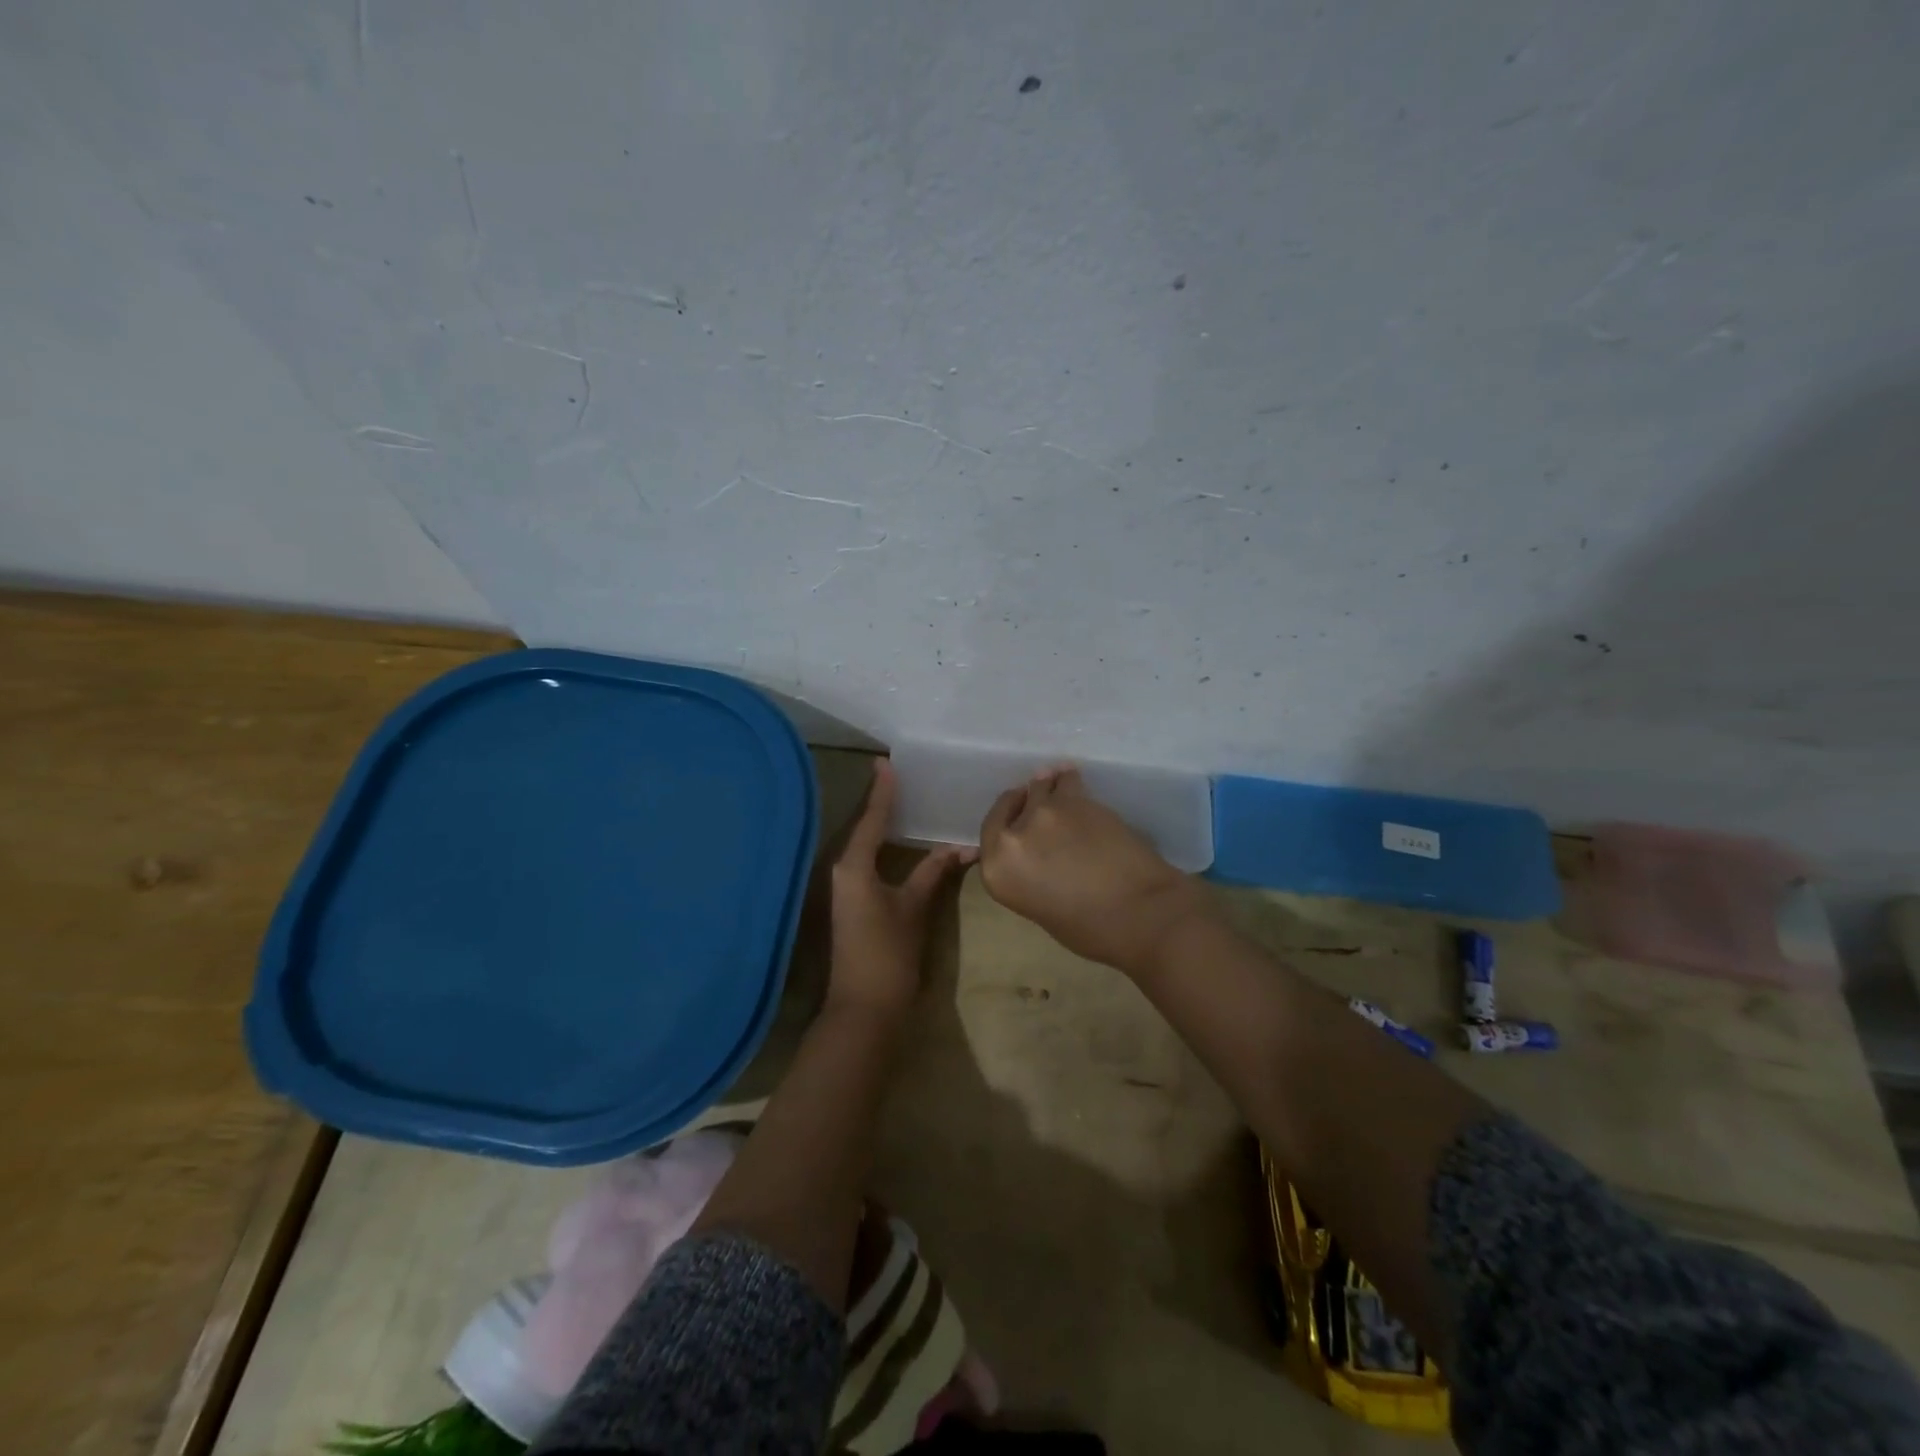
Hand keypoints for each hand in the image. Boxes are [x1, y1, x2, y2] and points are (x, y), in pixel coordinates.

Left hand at [827, 759, 974, 1020]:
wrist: (865, 1008)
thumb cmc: (888, 954)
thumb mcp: (914, 909)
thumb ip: (933, 873)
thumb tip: (958, 847)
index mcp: (854, 867)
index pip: (871, 819)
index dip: (883, 792)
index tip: (886, 762)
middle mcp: (844, 872)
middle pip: (864, 829)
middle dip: (882, 804)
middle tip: (903, 777)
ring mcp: (846, 889)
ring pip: (866, 847)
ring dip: (883, 826)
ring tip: (906, 802)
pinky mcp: (853, 904)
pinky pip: (869, 863)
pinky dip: (884, 848)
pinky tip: (902, 844)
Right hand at [979, 766, 1213, 976]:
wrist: (1139, 912)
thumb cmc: (1091, 929)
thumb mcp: (1040, 906)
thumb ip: (1027, 873)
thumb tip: (1037, 853)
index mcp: (997, 870)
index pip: (990, 830)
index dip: (1005, 818)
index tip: (1016, 813)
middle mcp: (1013, 836)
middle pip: (1014, 803)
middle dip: (1025, 803)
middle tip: (1041, 806)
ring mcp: (1045, 812)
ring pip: (1041, 786)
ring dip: (1050, 789)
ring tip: (1063, 791)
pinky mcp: (1077, 798)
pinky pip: (1068, 781)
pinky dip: (1071, 781)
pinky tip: (1078, 783)